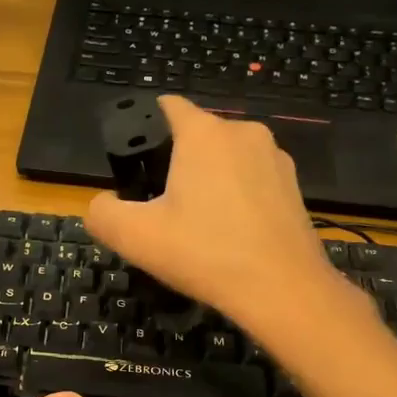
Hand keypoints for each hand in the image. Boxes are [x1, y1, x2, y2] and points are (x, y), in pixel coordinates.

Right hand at [85, 95, 345, 335]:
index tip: (133, 164)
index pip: (166, 106)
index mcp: (204, 133)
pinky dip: (236, 197)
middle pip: (196, 136)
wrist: (283, 290)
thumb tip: (103, 203)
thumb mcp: (135, 238)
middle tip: (160, 209)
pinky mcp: (294, 186)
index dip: (142, 126)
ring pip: (226, 159)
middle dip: (175, 162)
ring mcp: (274, 157)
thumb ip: (103, 213)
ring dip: (207, 181)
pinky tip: (229, 234)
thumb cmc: (205, 254)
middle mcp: (243, 132)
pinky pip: (252, 180)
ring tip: (196, 226)